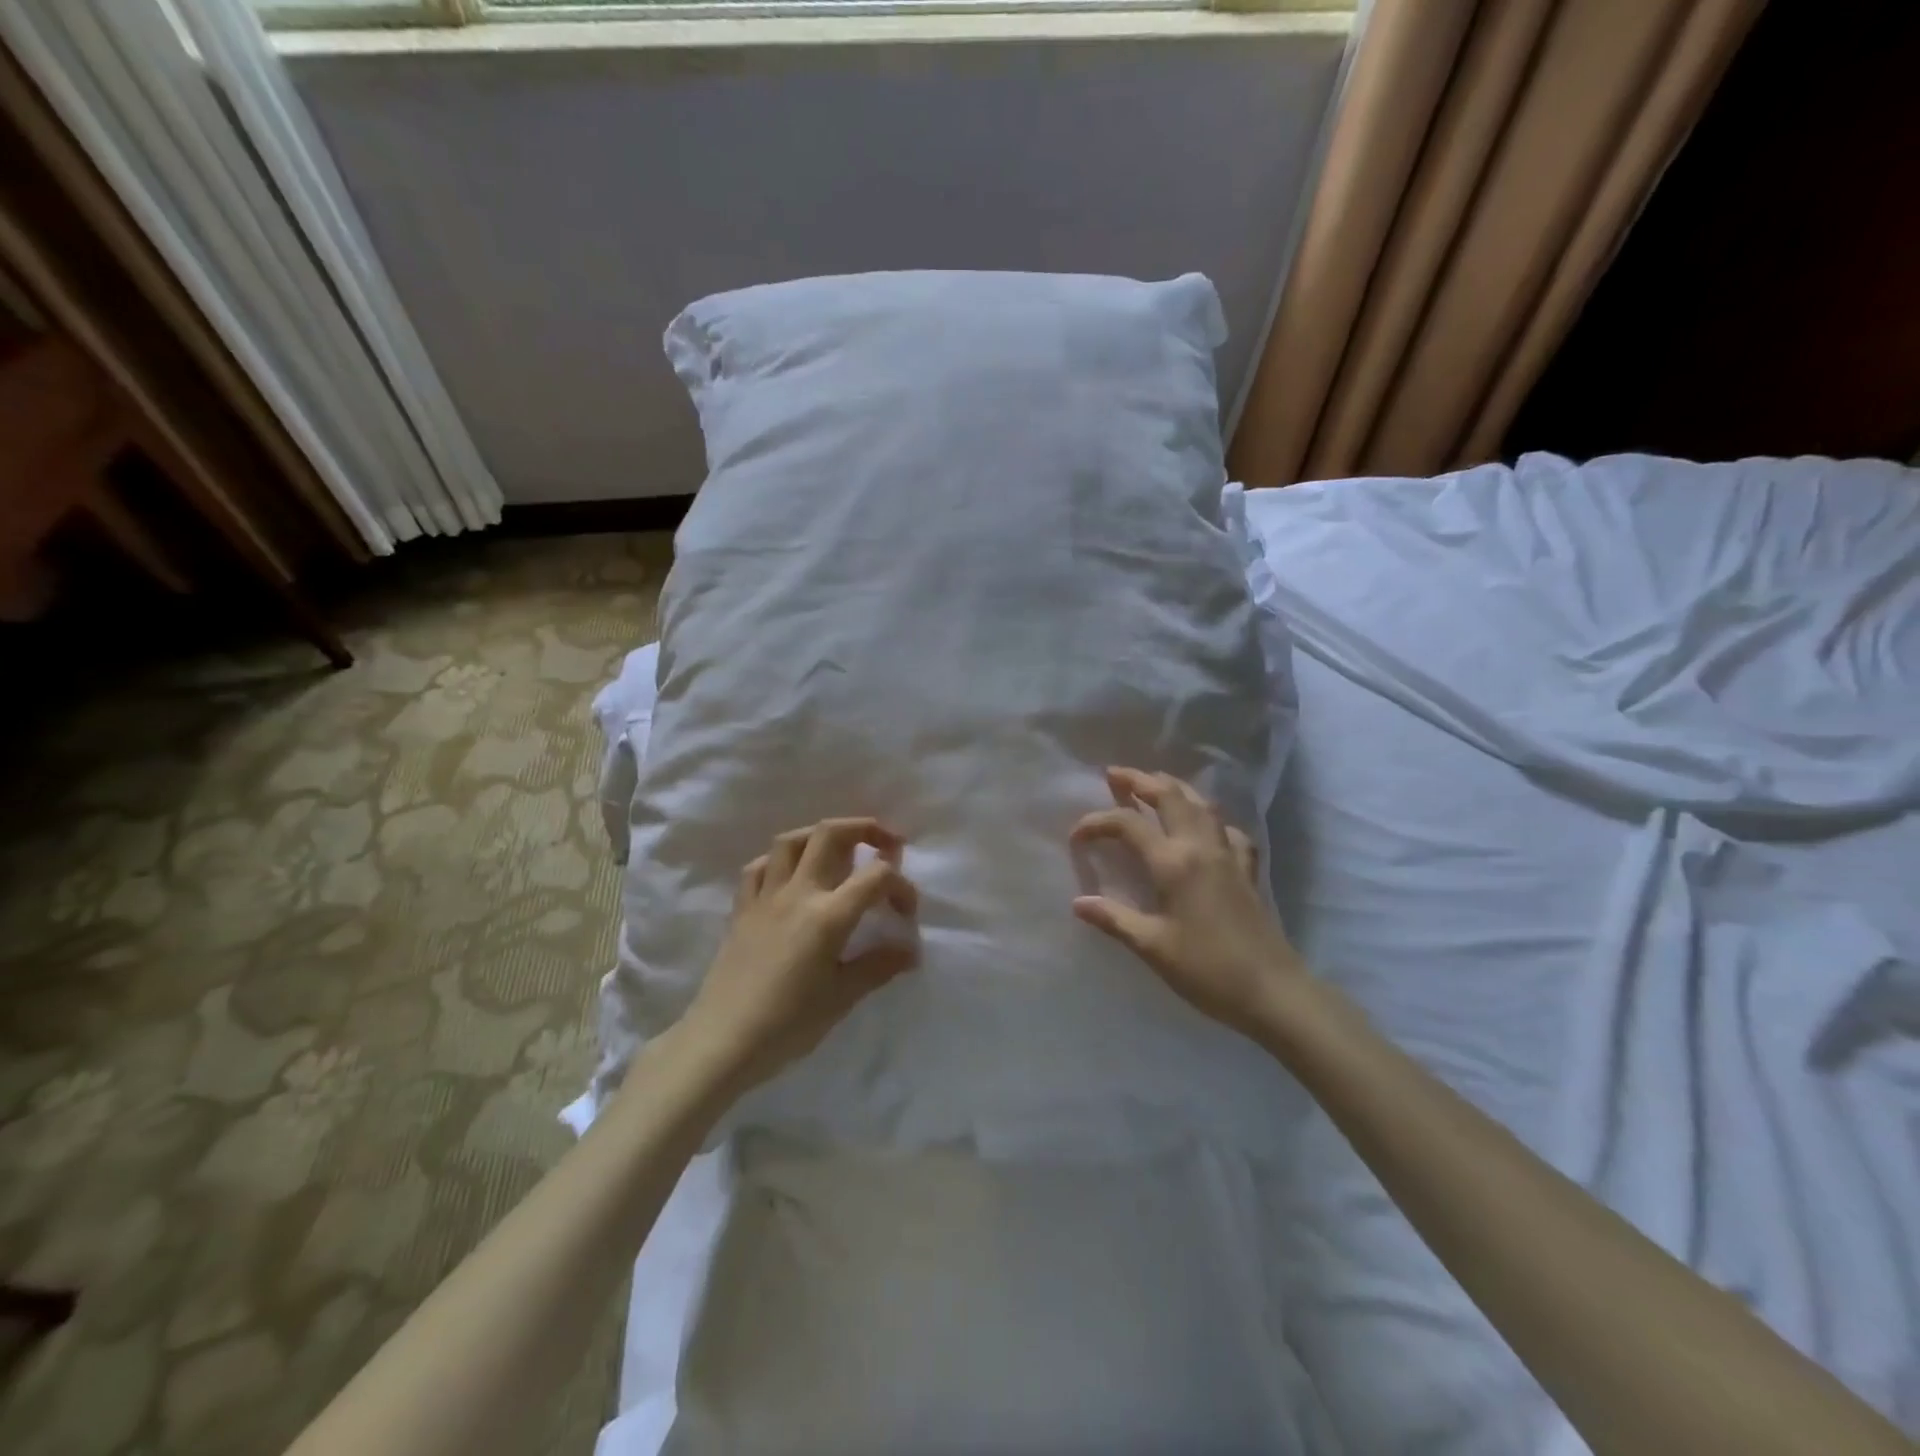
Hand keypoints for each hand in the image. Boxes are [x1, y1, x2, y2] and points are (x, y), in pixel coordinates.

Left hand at [680, 817, 919, 1091]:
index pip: (877, 877)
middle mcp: (798, 893)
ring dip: (820, 835)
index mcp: (828, 915)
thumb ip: (878, 966)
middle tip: (887, 843)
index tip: (907, 912)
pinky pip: (760, 867)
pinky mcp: (741, 909)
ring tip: (839, 850)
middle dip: (865, 828)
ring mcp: (765, 896)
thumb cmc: (788, 1024)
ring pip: (791, 840)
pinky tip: (791, 875)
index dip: (901, 886)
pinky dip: (780, 860)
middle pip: (830, 834)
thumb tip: (910, 950)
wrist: (722, 1041)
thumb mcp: (842, 998)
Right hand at [1070, 767, 1304, 1039]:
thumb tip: (1078, 902)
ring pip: (1201, 804)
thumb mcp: (1152, 946)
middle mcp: (1201, 847)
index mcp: (1173, 862)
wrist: (1272, 990)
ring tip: (1154, 784)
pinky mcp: (1247, 869)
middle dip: (1140, 780)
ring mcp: (1228, 854)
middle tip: (1115, 775)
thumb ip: (1114, 919)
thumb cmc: (1206, 969)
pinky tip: (1204, 827)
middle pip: (1170, 796)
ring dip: (1174, 788)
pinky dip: (1210, 818)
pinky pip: (1227, 829)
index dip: (1098, 822)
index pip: (1128, 824)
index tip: (1076, 836)